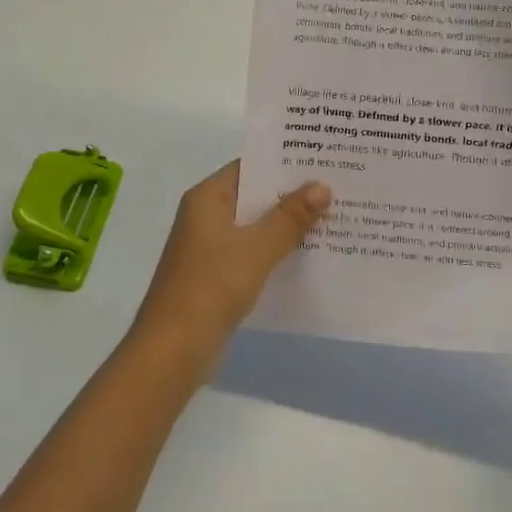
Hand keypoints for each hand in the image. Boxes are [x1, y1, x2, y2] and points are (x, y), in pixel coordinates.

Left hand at [132, 162, 330, 369]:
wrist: (173, 349)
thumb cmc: (212, 286)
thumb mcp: (257, 248)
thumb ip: (290, 217)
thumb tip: (322, 187)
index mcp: (207, 198)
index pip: (250, 167)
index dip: (284, 163)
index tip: (322, 161)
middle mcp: (206, 216)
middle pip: (254, 196)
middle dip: (292, 195)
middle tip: (338, 188)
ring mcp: (210, 248)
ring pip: (255, 227)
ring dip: (287, 225)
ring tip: (333, 218)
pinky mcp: (217, 275)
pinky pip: (252, 253)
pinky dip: (276, 251)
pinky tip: (309, 255)